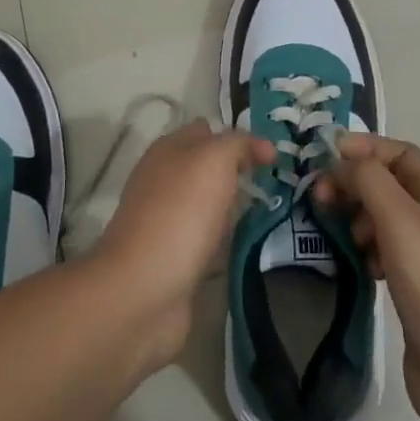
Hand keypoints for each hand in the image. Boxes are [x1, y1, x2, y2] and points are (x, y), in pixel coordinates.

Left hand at [90, 120, 274, 371]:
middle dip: (237, 172)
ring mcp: (165, 221)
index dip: (238, 138)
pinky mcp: (172, 258)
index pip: (206, 131)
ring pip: (206, 204)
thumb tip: (263, 146)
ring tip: (268, 213)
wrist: (144, 289)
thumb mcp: (214, 160)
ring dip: (231, 208)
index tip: (272, 157)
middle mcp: (163, 180)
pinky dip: (223, 242)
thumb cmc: (181, 213)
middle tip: (275, 184)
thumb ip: (239, 144)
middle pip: (206, 168)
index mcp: (167, 150)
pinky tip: (243, 246)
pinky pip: (205, 240)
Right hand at [314, 135, 419, 420]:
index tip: (327, 156)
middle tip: (320, 196)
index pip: (401, 152)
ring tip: (339, 233)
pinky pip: (380, 250)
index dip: (366, 147)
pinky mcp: (412, 285)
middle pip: (387, 183)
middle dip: (354, 182)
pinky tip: (357, 264)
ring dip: (356, 216)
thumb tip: (342, 159)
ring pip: (381, 217)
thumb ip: (369, 180)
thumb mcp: (401, 220)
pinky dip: (363, 249)